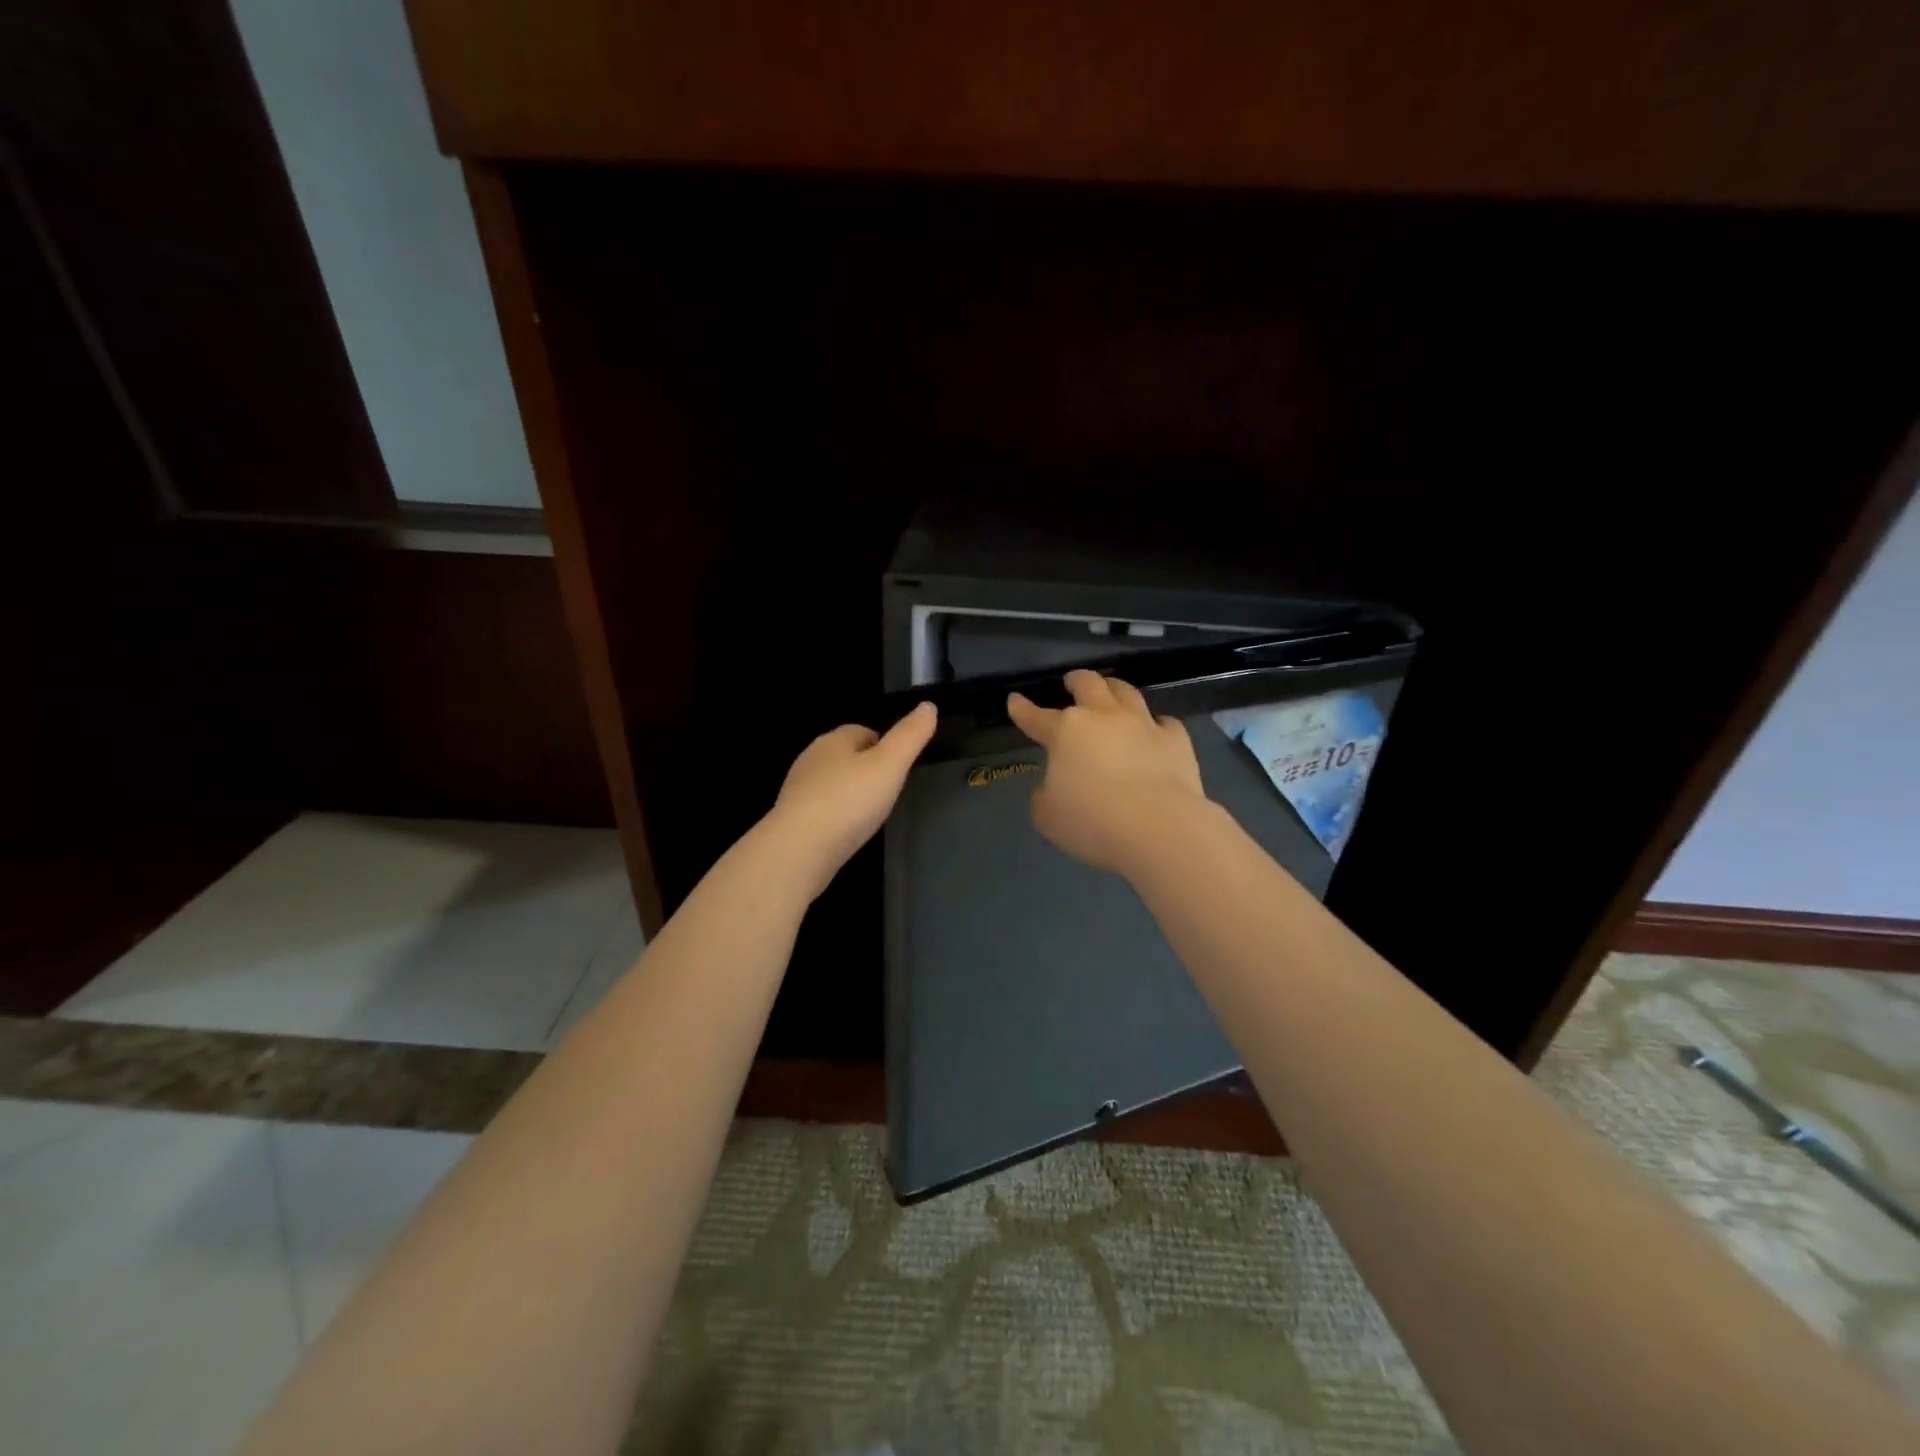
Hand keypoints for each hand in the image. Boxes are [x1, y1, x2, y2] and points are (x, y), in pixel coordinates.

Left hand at [764, 701, 937, 897]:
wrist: (799, 849)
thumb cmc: (849, 801)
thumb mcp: (890, 765)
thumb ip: (910, 736)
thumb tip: (928, 705)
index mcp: (833, 741)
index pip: (861, 731)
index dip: (883, 744)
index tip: (899, 765)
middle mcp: (811, 759)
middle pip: (844, 756)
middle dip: (865, 767)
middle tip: (889, 789)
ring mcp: (798, 790)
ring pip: (831, 783)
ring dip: (849, 792)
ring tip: (870, 812)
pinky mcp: (792, 819)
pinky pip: (821, 809)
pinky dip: (836, 814)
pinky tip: (847, 831)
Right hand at [1007, 670, 1208, 874]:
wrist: (1158, 827)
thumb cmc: (1092, 822)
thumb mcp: (1048, 817)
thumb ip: (1044, 796)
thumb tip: (1053, 786)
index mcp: (1066, 732)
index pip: (1036, 717)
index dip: (1022, 709)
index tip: (1014, 700)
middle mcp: (1103, 718)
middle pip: (1088, 685)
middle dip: (1076, 680)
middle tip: (1071, 681)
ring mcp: (1143, 725)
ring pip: (1127, 692)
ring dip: (1114, 688)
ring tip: (1111, 690)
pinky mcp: (1175, 740)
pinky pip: (1164, 722)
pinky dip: (1156, 724)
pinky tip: (1155, 730)